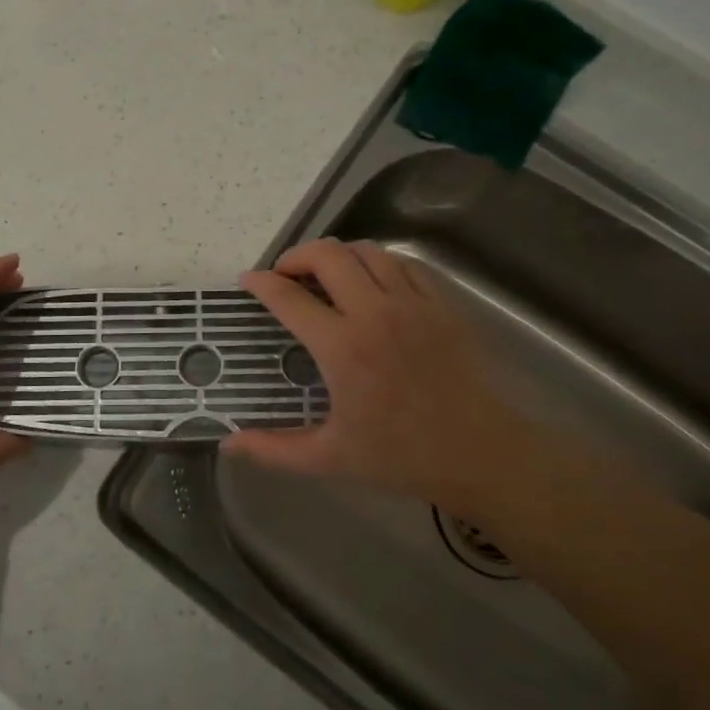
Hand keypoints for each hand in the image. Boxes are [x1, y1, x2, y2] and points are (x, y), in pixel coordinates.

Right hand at [226, 238, 524, 504]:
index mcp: (342, 347)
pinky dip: (379, 262)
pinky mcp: (441, 304)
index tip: (247, 281)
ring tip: (326, 275)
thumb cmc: (402, 456)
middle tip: (286, 276)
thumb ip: (274, 450)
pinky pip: (404, 263)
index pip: (289, 297)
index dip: (260, 283)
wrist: (482, 455)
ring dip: (337, 255)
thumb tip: (227, 444)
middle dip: (296, 256)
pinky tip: (373, 282)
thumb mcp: (330, 459)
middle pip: (327, 255)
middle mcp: (375, 312)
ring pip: (367, 251)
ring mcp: (413, 303)